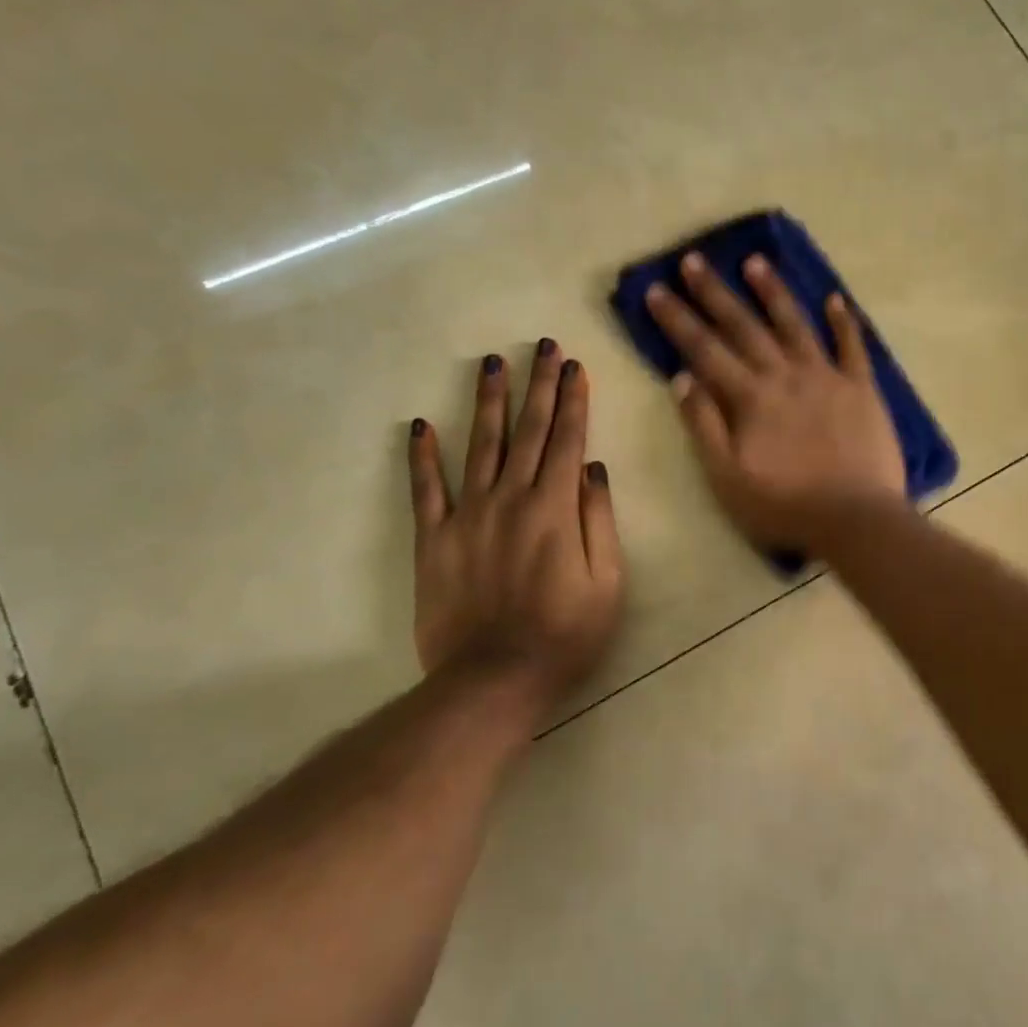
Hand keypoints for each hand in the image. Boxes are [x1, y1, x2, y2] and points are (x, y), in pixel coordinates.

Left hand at [408, 340, 623, 715]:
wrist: (493, 681)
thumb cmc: (564, 635)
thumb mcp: (607, 583)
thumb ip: (599, 520)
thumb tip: (592, 468)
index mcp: (555, 508)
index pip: (566, 439)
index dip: (572, 400)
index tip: (574, 366)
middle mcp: (510, 498)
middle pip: (527, 431)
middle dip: (537, 384)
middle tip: (541, 346)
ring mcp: (468, 515)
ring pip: (480, 446)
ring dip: (488, 402)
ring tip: (491, 364)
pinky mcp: (434, 539)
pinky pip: (425, 490)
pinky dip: (421, 457)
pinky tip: (420, 425)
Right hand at [645, 253, 906, 550]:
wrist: (856, 520)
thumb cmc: (785, 506)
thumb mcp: (727, 477)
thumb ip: (703, 425)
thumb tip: (681, 378)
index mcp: (750, 397)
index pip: (704, 349)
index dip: (677, 318)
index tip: (656, 289)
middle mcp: (785, 375)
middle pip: (744, 326)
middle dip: (715, 292)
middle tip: (694, 259)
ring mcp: (826, 377)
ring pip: (795, 324)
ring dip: (773, 292)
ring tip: (756, 262)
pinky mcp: (862, 389)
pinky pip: (852, 347)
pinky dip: (844, 322)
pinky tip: (835, 299)